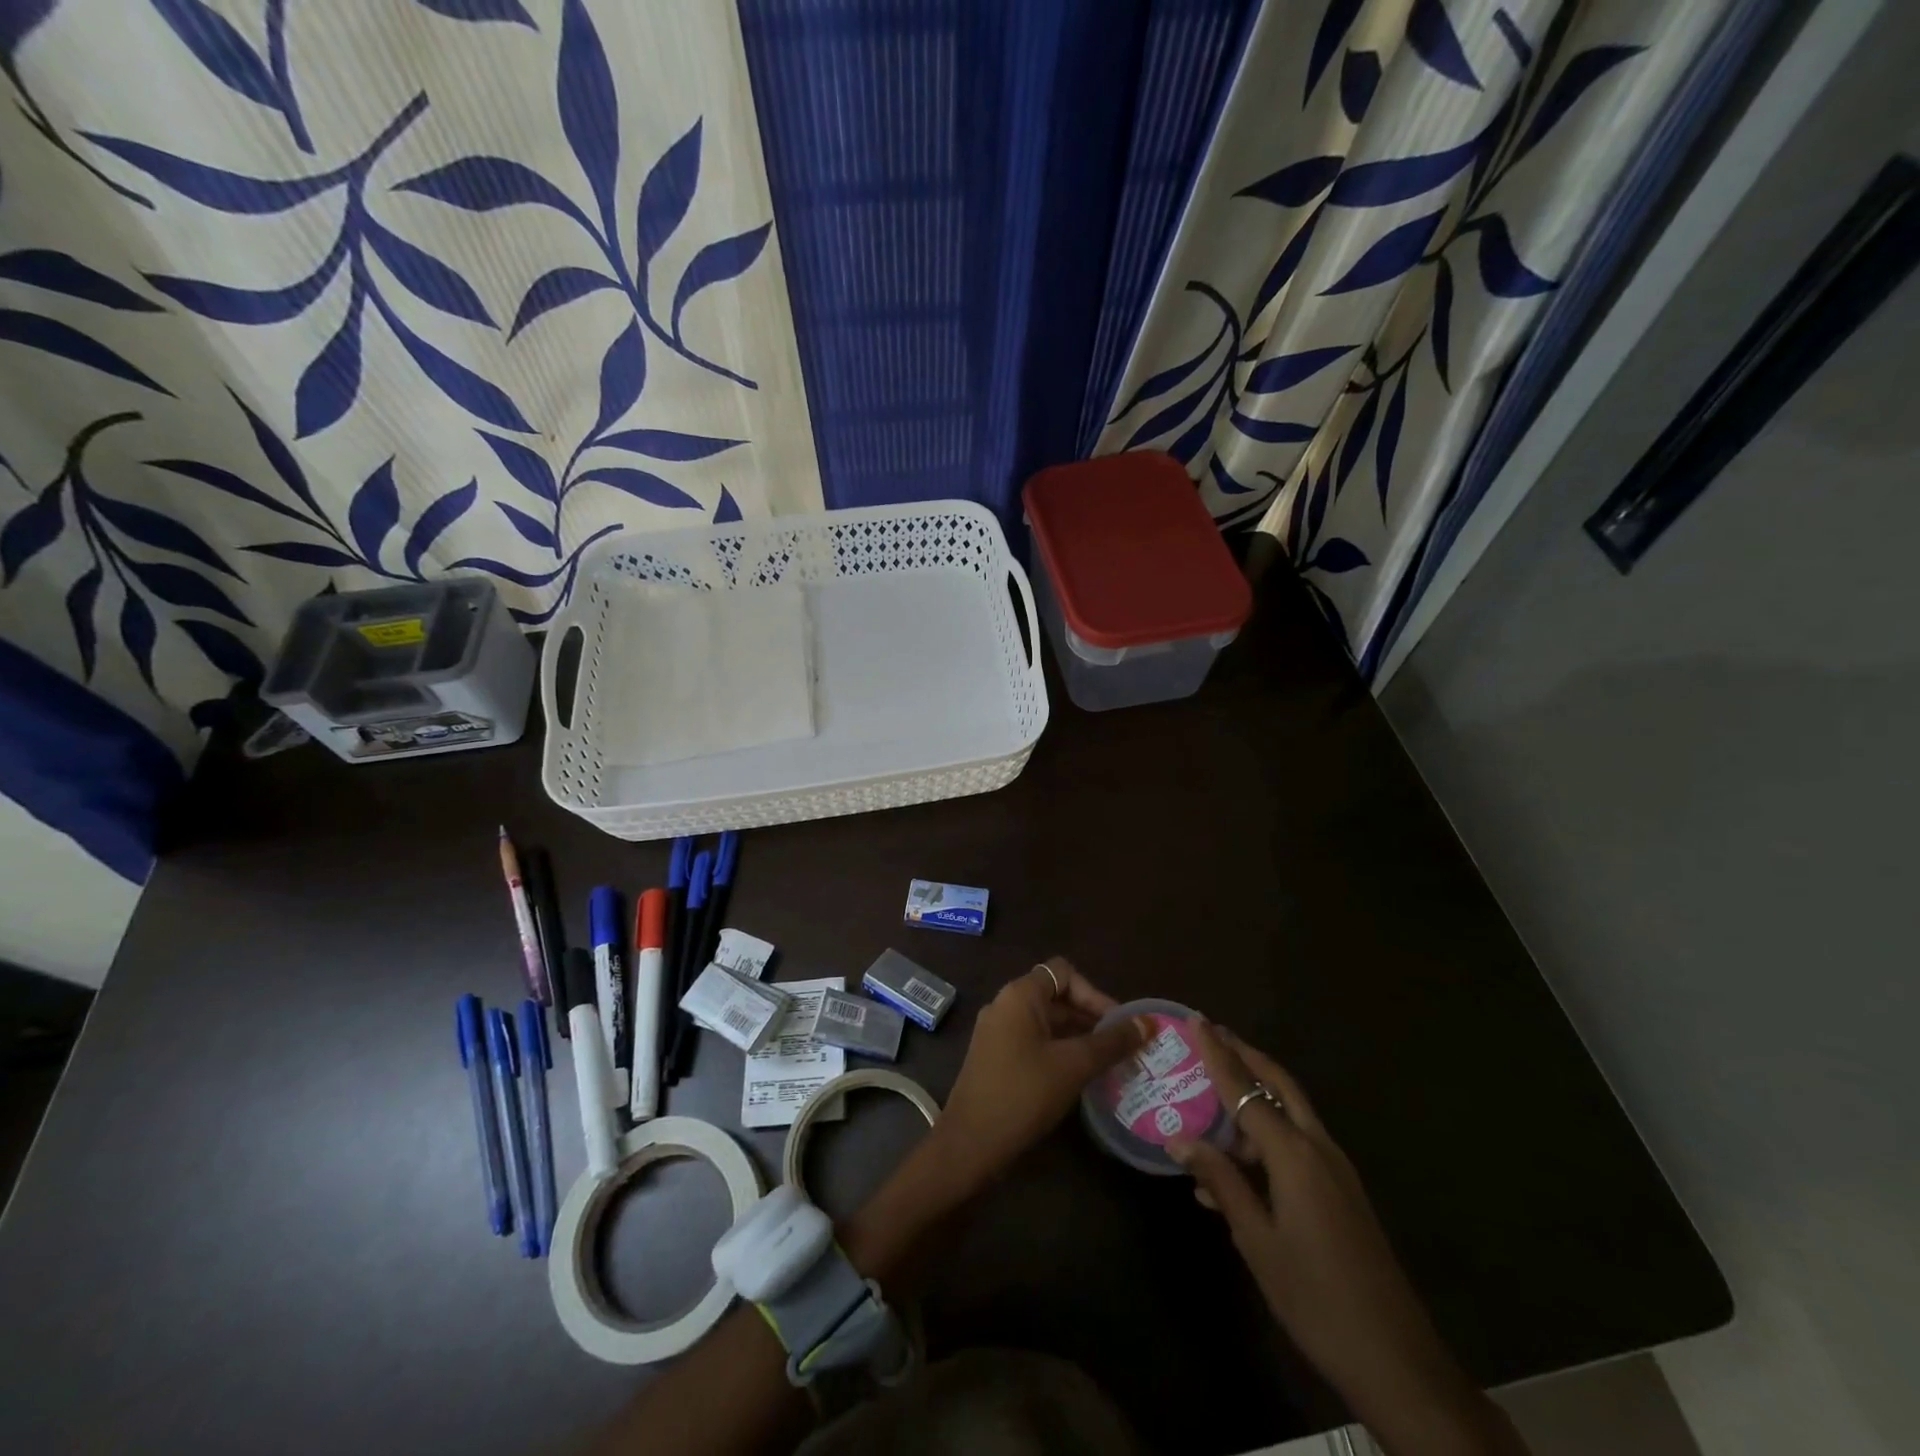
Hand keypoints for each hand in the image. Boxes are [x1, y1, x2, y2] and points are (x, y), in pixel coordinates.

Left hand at [932, 957, 1149, 1192]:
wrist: (970, 1143)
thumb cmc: (1023, 1094)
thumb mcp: (1073, 1066)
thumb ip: (1111, 1043)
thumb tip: (1147, 1023)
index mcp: (1020, 995)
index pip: (1065, 973)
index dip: (1095, 994)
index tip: (1119, 1025)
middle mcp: (1006, 1004)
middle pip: (1057, 995)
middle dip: (1092, 1017)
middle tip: (1124, 1047)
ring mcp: (998, 1031)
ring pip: (1047, 1021)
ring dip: (1079, 1036)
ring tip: (1111, 1063)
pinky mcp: (997, 1056)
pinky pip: (1035, 1041)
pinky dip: (1061, 1050)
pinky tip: (1082, 1076)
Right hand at [1171, 1021, 1527, 1455]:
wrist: (1396, 1361)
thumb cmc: (1315, 1297)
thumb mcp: (1256, 1240)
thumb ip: (1220, 1182)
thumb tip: (1179, 1138)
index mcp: (1295, 1155)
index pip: (1245, 1089)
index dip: (1218, 1054)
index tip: (1195, 1020)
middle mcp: (1318, 1148)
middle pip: (1279, 1084)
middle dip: (1246, 1055)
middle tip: (1213, 1034)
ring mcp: (1336, 1169)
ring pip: (1290, 1111)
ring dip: (1255, 1094)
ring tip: (1214, 1092)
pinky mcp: (1342, 1192)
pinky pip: (1298, 1143)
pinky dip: (1266, 1134)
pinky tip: (1235, 1163)